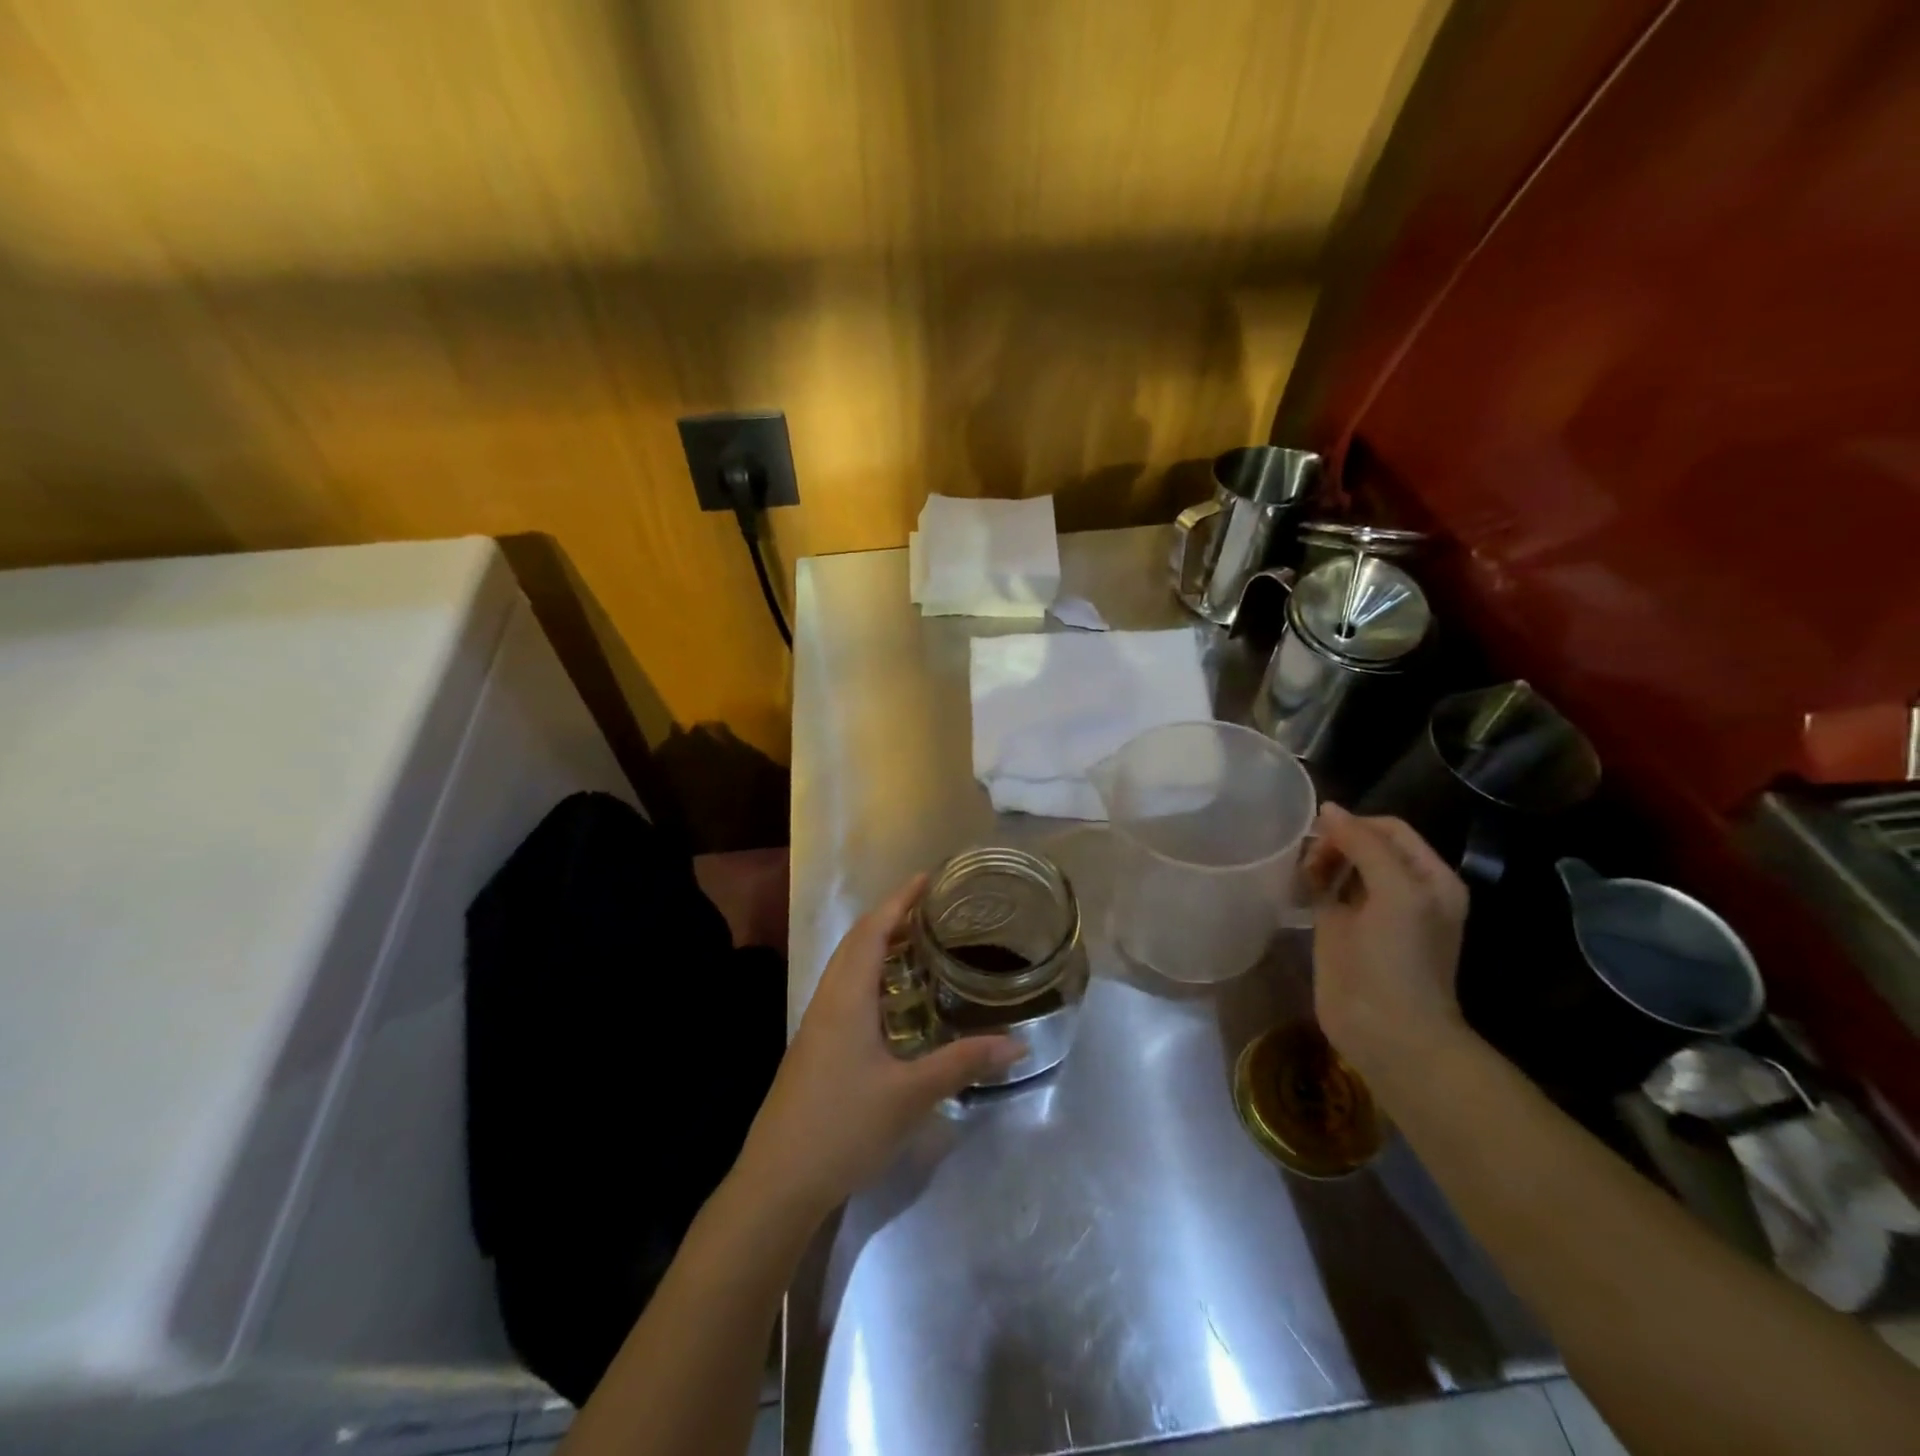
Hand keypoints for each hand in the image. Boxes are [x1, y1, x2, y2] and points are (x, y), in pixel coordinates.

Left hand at [735, 876, 1020, 1219]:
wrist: (777, 1182)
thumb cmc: (843, 1127)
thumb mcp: (911, 1095)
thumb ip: (963, 1063)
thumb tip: (1018, 1044)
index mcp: (847, 997)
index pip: (873, 930)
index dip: (900, 900)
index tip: (927, 878)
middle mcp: (828, 1000)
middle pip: (857, 942)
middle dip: (891, 916)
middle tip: (932, 908)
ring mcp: (817, 1025)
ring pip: (848, 967)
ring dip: (879, 946)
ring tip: (918, 944)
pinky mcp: (814, 1048)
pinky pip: (845, 992)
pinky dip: (871, 976)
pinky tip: (893, 1002)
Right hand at [1304, 803, 1472, 1088]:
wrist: (1387, 1031)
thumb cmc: (1399, 959)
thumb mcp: (1396, 892)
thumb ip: (1365, 845)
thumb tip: (1329, 809)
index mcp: (1428, 878)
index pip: (1390, 829)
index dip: (1356, 824)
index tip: (1321, 833)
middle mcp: (1403, 889)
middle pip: (1363, 843)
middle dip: (1334, 841)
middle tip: (1309, 857)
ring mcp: (1370, 911)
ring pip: (1340, 865)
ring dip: (1319, 859)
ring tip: (1302, 872)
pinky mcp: (1340, 930)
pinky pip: (1323, 891)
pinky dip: (1309, 881)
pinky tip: (1296, 885)